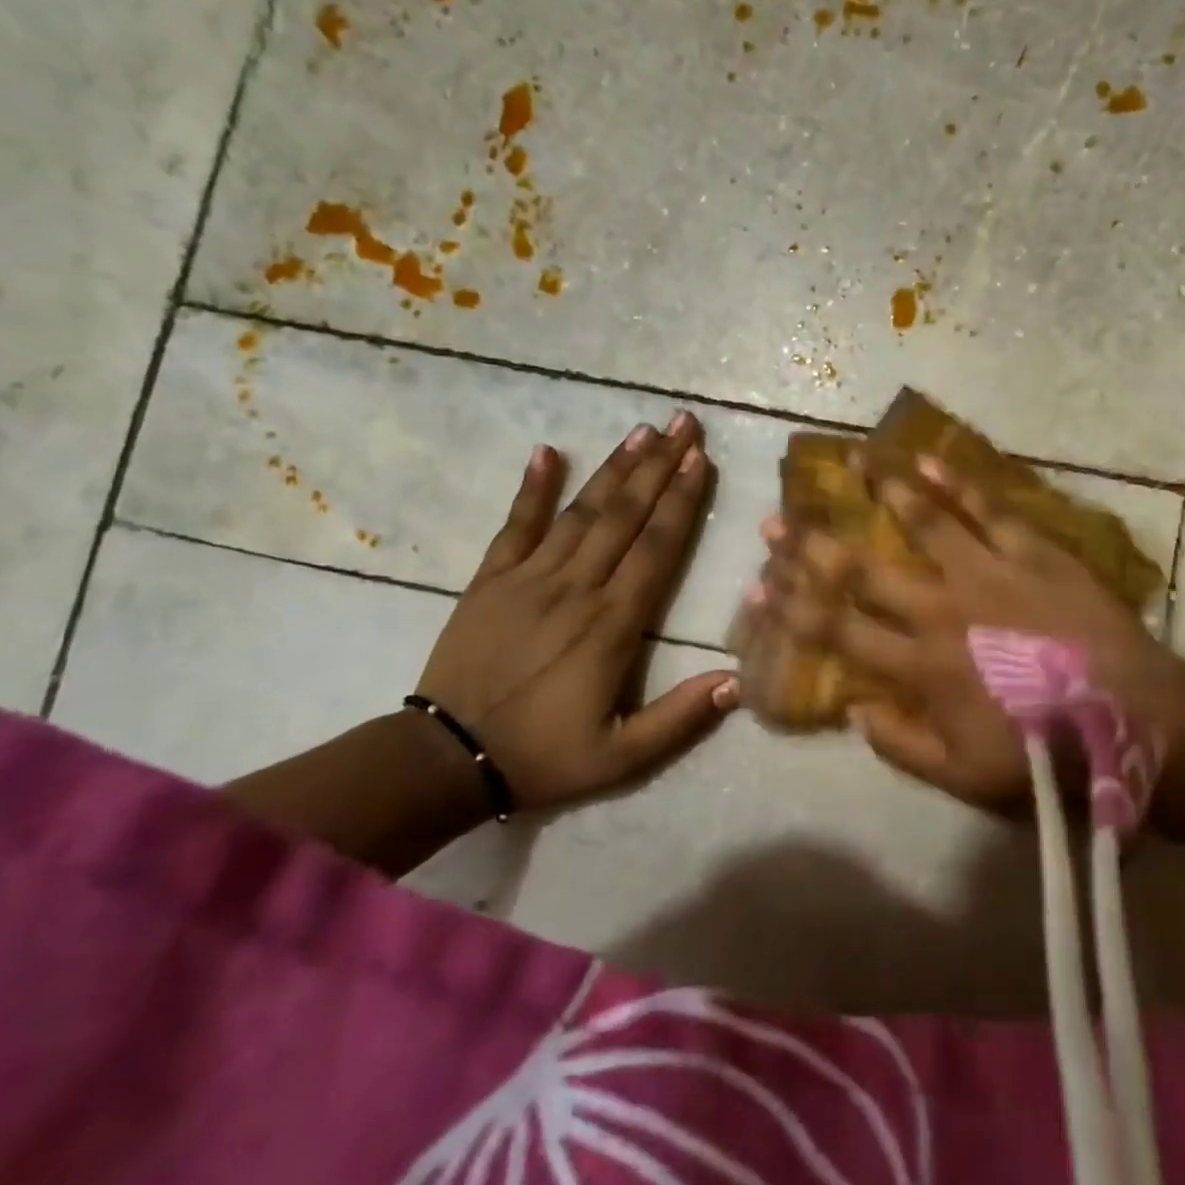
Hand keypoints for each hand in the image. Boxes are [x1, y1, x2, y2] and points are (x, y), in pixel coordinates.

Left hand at [415, 412, 736, 810]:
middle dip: (659, 466)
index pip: (656, 548)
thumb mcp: (621, 757)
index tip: (701, 459)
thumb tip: (738, 680)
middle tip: (683, 423)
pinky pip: (515, 525)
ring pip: (581, 512)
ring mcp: (529, 578)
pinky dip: (531, 488)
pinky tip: (546, 451)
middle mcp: (576, 588)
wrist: (446, 761)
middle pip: (625, 516)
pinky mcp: (490, 580)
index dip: (681, 501)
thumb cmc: (543, 755)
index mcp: (612, 625)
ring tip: (642, 430)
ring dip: (614, 469)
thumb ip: (680, 717)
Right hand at [753, 456, 1184, 808]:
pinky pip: (988, 509)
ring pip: (921, 521)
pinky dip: (957, 484)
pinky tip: (926, 461)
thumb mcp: (963, 777)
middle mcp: (941, 608)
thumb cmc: (1046, 754)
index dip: (790, 607)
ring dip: (880, 490)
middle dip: (811, 545)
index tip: (755, 583)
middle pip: (862, 569)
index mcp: (920, 665)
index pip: (837, 629)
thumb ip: (900, 745)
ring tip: (848, 461)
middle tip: (775, 518)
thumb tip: (852, 709)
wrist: (1137, 720)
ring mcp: (987, 572)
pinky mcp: (1032, 550)